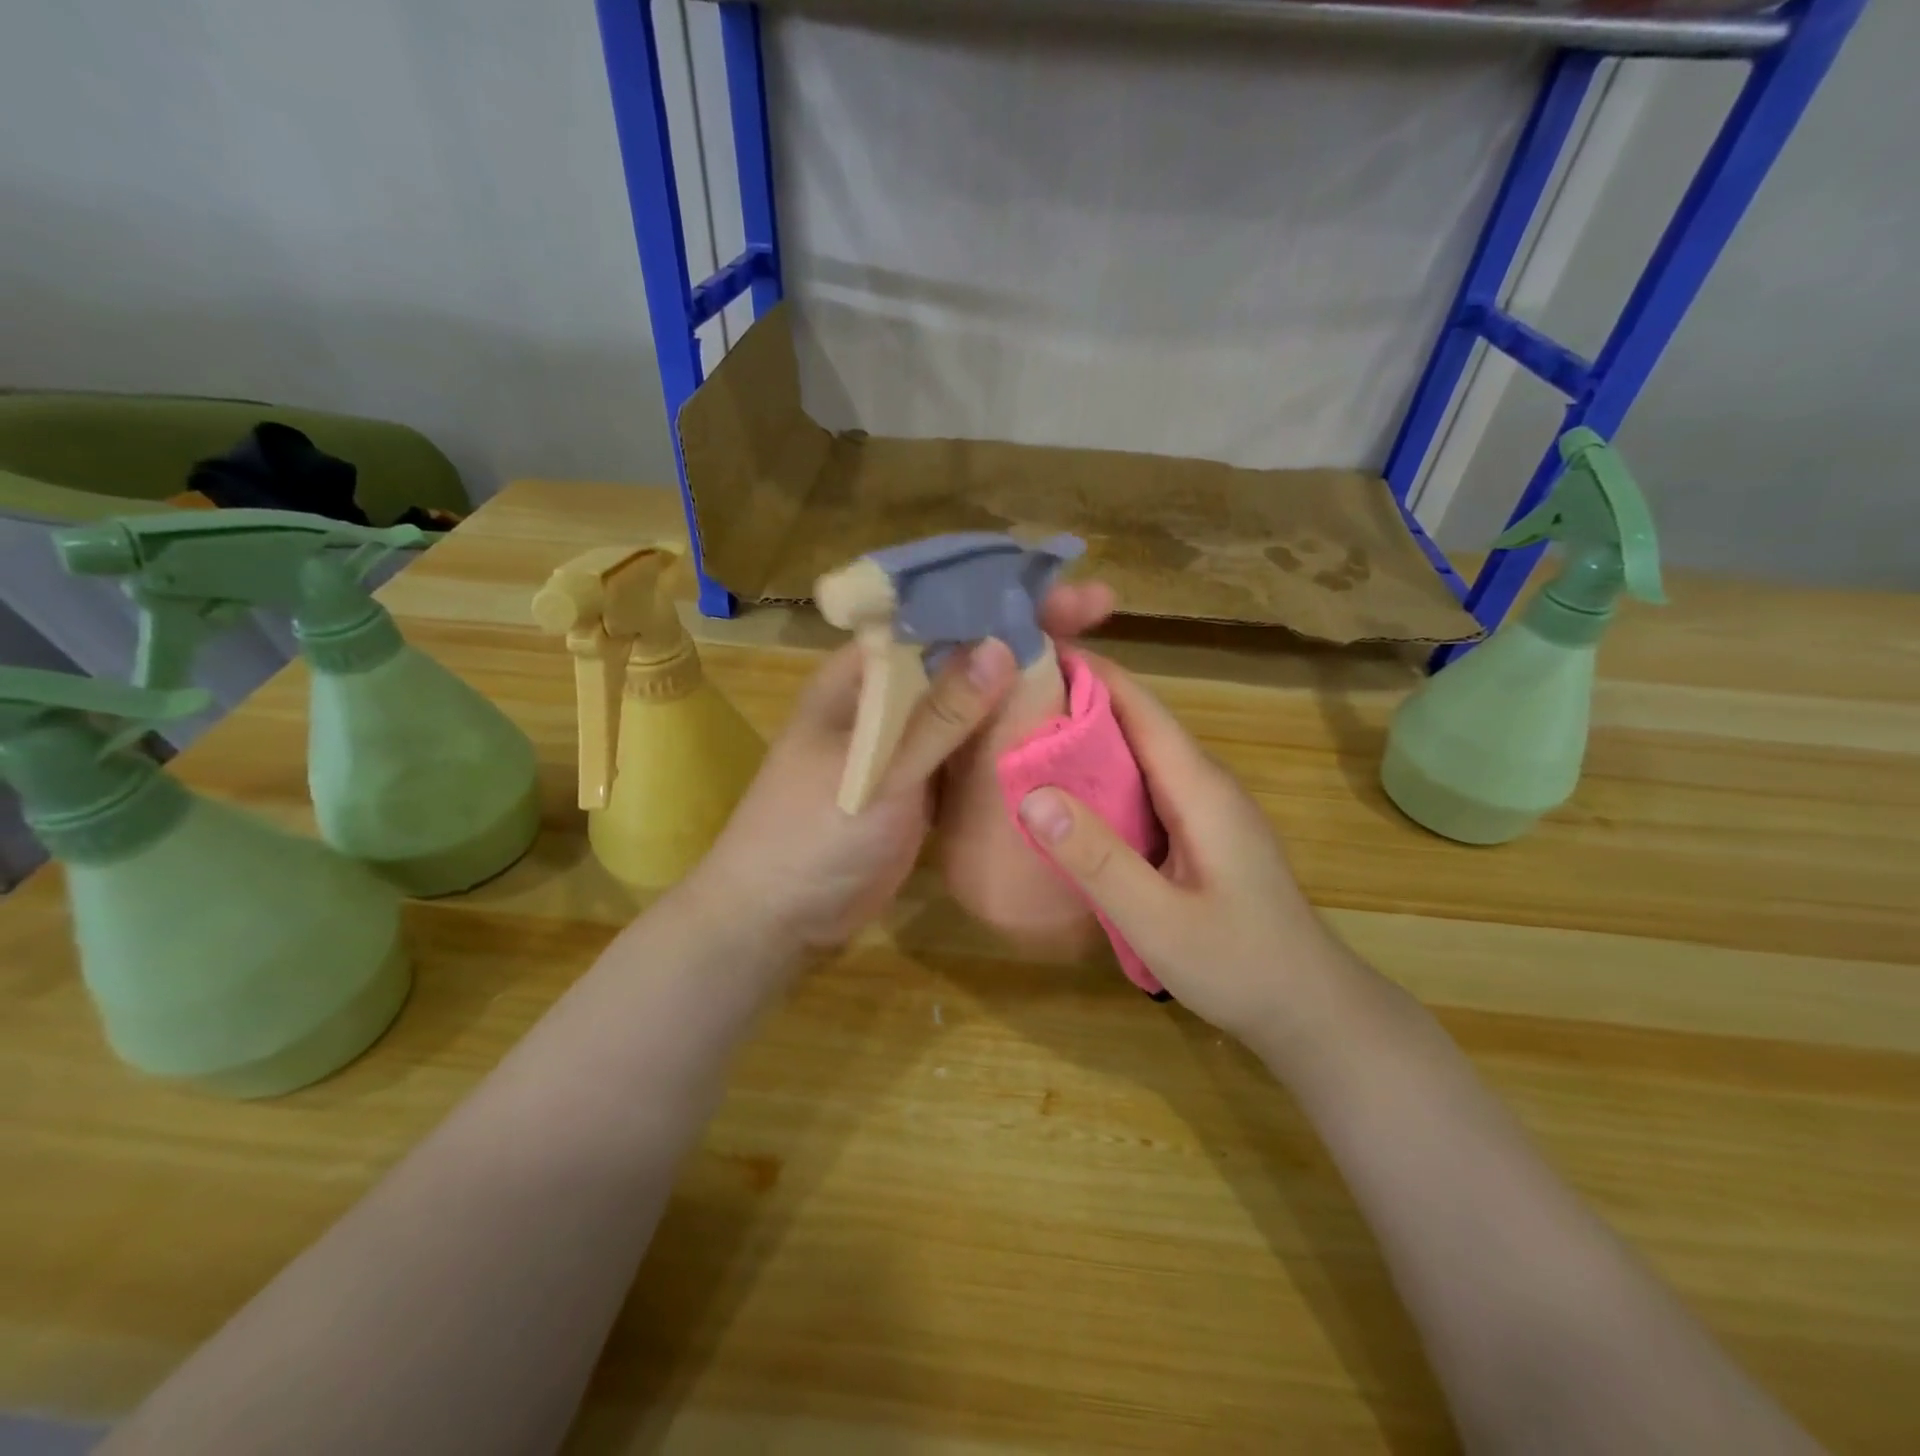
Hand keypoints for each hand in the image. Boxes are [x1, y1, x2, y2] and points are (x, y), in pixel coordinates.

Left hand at [691, 582, 1119, 954]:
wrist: (778, 918)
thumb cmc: (810, 835)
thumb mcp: (876, 773)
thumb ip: (938, 716)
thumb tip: (1002, 647)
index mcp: (866, 674)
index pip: (938, 615)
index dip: (1000, 594)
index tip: (1063, 589)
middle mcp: (890, 697)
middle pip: (965, 652)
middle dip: (1026, 630)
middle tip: (1098, 613)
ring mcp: (909, 741)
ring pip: (975, 700)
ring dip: (1026, 683)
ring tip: (1091, 664)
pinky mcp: (925, 784)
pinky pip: (974, 748)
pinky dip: (1011, 737)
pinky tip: (1058, 731)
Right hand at [1014, 654, 1353, 1048]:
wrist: (1311, 1010)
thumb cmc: (1239, 965)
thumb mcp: (1159, 921)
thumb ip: (1097, 859)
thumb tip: (1033, 795)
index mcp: (1199, 788)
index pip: (1141, 707)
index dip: (1091, 673)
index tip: (1032, 652)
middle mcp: (1205, 784)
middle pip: (1138, 723)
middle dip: (1079, 701)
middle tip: (1011, 698)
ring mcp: (1207, 809)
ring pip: (1141, 755)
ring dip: (1090, 739)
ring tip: (1027, 736)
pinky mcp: (1202, 833)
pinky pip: (1146, 787)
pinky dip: (1105, 778)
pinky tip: (1071, 796)